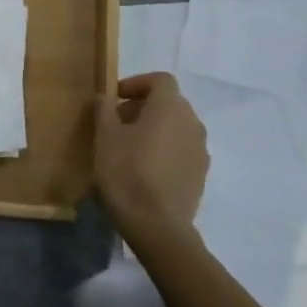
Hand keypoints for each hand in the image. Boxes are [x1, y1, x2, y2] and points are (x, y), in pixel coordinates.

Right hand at [93, 72, 209, 247]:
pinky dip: (165, 149)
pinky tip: (145, 169)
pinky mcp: (201, 175)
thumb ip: (105, 109)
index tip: (115, 99)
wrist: (157, 226)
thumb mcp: (105, 136)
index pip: (160, 80)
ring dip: (155, 128)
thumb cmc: (127, 172)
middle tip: (117, 123)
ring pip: (176, 127)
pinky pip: (182, 150)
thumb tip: (106, 98)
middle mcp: (192, 123)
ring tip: (129, 147)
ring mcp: (201, 150)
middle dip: (143, 107)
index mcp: (170, 107)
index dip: (137, 83)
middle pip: (169, 103)